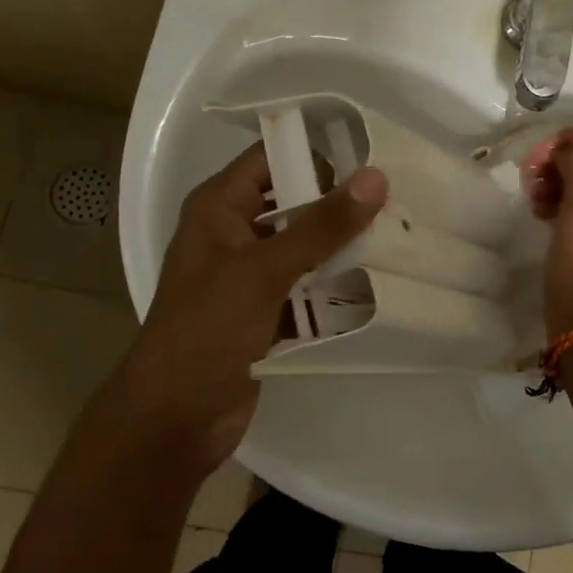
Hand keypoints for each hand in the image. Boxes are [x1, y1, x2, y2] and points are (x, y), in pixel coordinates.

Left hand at [108, 145, 386, 473]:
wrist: (174, 419)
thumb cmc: (206, 331)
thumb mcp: (263, 271)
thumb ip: (321, 225)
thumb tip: (375, 178)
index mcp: (219, 207)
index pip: (272, 157)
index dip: (318, 153)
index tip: (374, 161)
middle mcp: (234, 232)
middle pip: (294, 201)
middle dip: (340, 204)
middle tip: (397, 205)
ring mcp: (250, 274)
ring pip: (306, 245)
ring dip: (343, 246)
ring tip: (399, 240)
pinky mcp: (266, 310)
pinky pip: (308, 284)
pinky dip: (335, 284)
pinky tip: (378, 283)